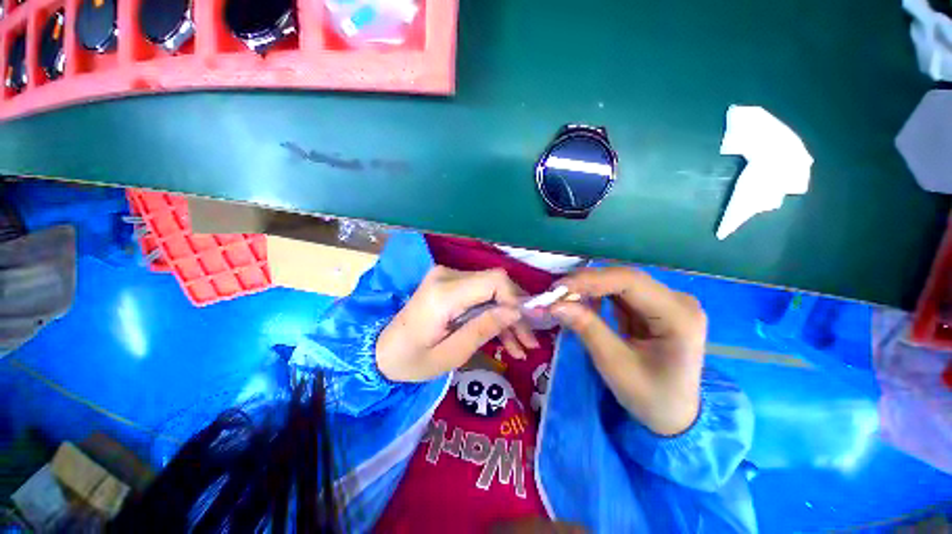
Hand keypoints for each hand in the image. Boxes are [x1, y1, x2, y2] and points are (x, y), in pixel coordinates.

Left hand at [376, 266, 538, 382]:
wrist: (382, 352)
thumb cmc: (412, 361)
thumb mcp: (451, 354)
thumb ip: (483, 329)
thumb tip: (516, 312)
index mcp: (444, 294)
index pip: (493, 281)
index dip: (516, 299)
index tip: (528, 326)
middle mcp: (446, 276)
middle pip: (495, 284)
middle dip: (515, 313)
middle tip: (529, 342)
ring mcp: (447, 277)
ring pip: (491, 290)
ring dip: (506, 317)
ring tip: (520, 346)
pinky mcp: (449, 284)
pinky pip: (479, 295)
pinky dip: (492, 313)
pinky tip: (505, 339)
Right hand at [551, 267, 705, 435]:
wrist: (673, 415)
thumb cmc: (650, 397)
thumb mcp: (615, 365)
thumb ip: (587, 329)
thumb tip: (555, 304)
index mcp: (679, 315)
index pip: (630, 281)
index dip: (591, 280)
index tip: (557, 289)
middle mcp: (677, 300)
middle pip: (624, 278)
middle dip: (586, 283)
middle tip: (555, 293)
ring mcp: (666, 301)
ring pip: (619, 282)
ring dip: (589, 288)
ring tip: (563, 297)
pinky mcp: (653, 305)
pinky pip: (619, 292)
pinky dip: (596, 295)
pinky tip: (581, 302)